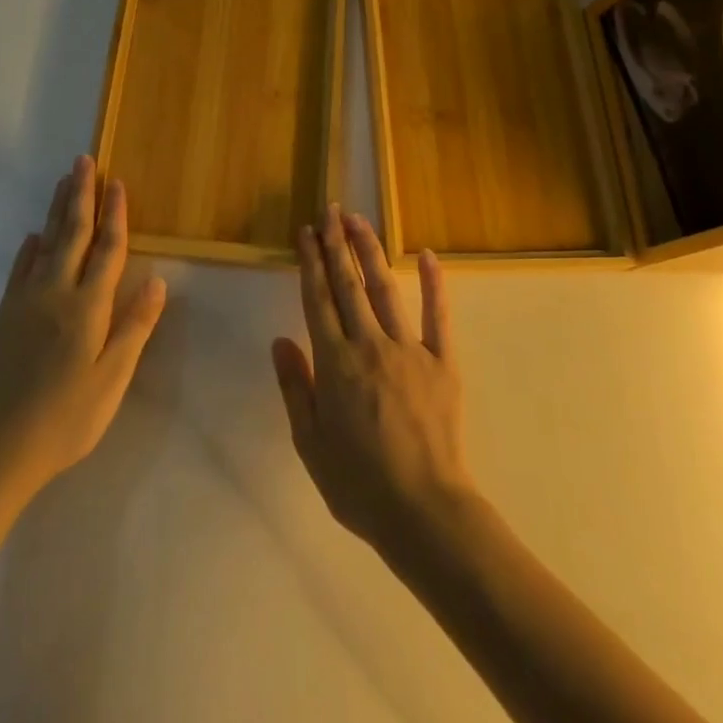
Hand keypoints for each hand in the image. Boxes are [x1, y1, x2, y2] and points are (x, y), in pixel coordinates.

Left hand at [0, 156, 166, 508]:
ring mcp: (25, 302)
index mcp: (88, 307)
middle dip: (81, 195)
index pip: (108, 250)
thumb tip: (159, 282)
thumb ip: (134, 328)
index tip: (118, 182)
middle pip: (73, 234)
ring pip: (45, 244)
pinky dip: (29, 249)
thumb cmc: (67, 419)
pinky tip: (33, 237)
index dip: (116, 214)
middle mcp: (56, 293)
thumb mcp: (112, 380)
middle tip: (84, 160)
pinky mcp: (5, 317)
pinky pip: (19, 270)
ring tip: (63, 181)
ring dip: (56, 211)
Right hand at [272, 205, 475, 560]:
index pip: (317, 300)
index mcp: (334, 363)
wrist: (424, 511)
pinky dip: (434, 283)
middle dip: (336, 244)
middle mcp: (369, 344)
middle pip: (348, 284)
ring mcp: (409, 349)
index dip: (310, 262)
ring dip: (370, 251)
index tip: (305, 232)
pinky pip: (438, 315)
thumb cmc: (359, 484)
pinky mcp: (442, 361)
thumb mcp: (310, 443)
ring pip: (384, 289)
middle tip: (330, 211)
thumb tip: (280, 341)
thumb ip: (295, 387)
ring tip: (359, 221)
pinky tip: (428, 255)